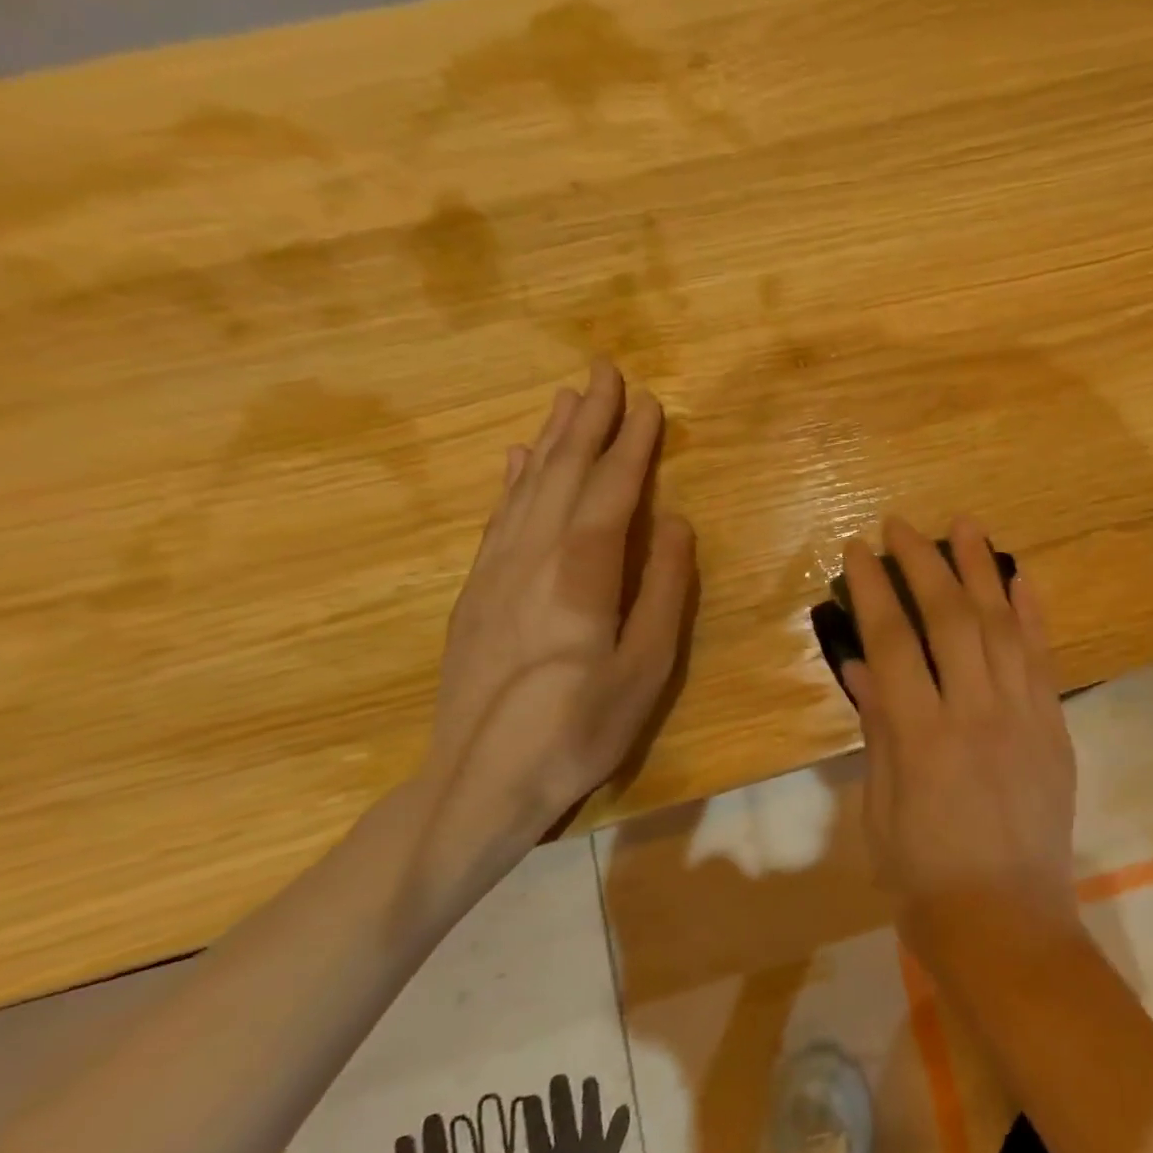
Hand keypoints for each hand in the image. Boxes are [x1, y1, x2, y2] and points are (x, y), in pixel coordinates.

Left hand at [423, 361, 695, 885]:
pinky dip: (513, 481)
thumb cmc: (580, 728)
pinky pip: (499, 518)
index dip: (630, 445)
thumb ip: (665, 590)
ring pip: (528, 488)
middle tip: (604, 372)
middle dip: (588, 421)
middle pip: (563, 474)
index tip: (647, 403)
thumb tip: (675, 523)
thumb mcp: (647, 667)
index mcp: (582, 573)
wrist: (480, 780)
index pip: (610, 491)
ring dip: (552, 440)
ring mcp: (496, 572)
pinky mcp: (477, 593)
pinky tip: (518, 460)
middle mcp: (533, 557)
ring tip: (569, 400)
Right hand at [841, 516, 1078, 974]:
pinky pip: (1044, 659)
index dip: (874, 589)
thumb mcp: (880, 809)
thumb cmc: (925, 878)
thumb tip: (862, 665)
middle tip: (903, 525)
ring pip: (1003, 625)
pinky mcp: (1054, 728)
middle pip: (951, 618)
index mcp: (922, 737)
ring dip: (983, 570)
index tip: (858, 551)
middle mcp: (976, 713)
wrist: (1008, 924)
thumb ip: (878, 729)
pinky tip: (1020, 579)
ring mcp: (1024, 717)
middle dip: (924, 563)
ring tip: (966, 526)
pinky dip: (1033, 614)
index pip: (894, 641)